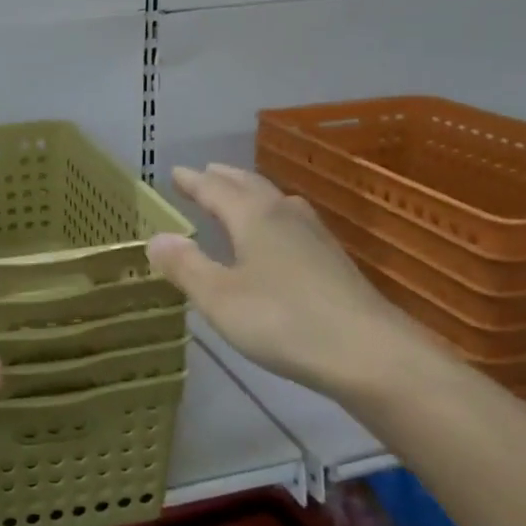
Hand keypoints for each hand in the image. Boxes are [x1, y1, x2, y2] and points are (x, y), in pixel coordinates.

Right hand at [147, 164, 425, 399]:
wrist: (369, 352)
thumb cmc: (283, 321)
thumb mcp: (219, 298)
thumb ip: (186, 266)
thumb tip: (156, 238)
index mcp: (254, 218)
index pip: (216, 190)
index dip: (194, 182)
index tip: (175, 172)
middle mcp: (285, 216)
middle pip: (250, 187)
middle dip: (224, 179)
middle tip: (205, 172)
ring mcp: (315, 237)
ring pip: (276, 202)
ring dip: (252, 194)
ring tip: (240, 195)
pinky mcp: (333, 261)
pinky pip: (293, 222)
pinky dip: (273, 216)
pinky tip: (280, 235)